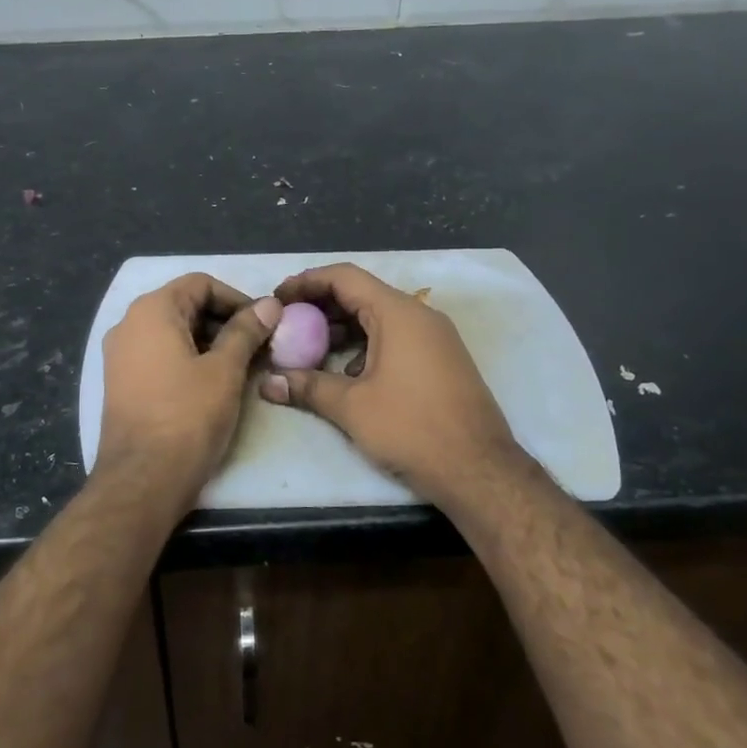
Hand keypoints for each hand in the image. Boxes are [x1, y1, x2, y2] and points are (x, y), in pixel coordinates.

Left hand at [97, 273, 280, 499]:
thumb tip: (269, 304)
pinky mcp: (121, 382)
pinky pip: (159, 356)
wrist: (143, 480)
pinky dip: (188, 359)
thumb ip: (246, 331)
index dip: (237, 298)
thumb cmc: (187, 417)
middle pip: (185, 305)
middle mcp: (129, 324)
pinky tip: (213, 384)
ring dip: (209, 342)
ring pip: (173, 333)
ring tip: (241, 367)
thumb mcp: (224, 370)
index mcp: (151, 311)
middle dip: (224, 321)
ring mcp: (120, 355)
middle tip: (258, 347)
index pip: (200, 283)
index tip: (264, 324)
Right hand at [260, 262, 523, 503]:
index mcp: (398, 313)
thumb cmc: (412, 429)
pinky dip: (366, 345)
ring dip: (342, 328)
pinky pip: (396, 338)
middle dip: (321, 306)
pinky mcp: (441, 360)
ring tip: (309, 348)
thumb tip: (266, 383)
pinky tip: (346, 373)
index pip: (345, 277)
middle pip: (361, 294)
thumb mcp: (352, 407)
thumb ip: (307, 387)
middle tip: (287, 323)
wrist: (480, 470)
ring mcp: (435, 338)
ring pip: (379, 318)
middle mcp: (420, 316)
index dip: (307, 282)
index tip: (278, 298)